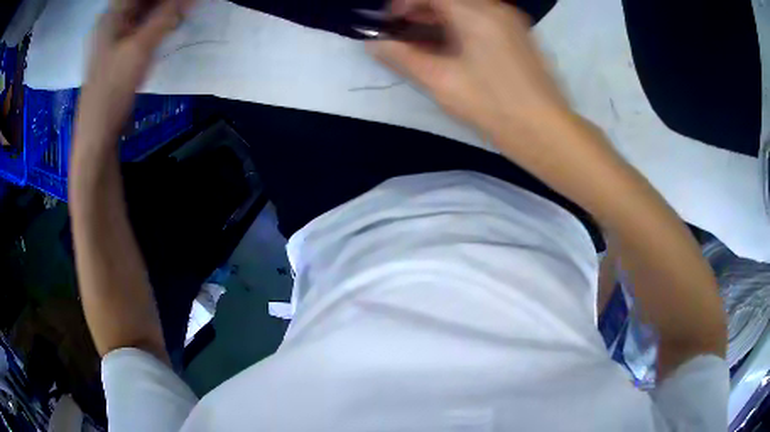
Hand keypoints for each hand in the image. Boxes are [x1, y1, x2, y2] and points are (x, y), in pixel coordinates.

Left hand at [76, 0, 193, 142]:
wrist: (98, 132)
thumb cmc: (112, 89)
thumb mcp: (140, 48)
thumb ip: (167, 16)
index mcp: (112, 14)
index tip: (182, 0)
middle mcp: (112, 20)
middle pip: (142, 0)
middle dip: (165, 1)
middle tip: (185, 5)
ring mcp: (115, 35)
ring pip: (143, 10)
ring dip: (164, 8)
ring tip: (182, 11)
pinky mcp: (119, 49)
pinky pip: (142, 24)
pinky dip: (157, 21)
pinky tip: (170, 24)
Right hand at [368, 0, 569, 136]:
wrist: (544, 130)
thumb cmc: (492, 105)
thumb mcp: (440, 80)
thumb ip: (401, 57)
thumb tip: (373, 43)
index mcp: (476, 12)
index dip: (404, 2)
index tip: (390, 22)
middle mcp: (495, 8)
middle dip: (420, 9)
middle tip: (403, 32)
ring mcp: (511, 21)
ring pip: (466, 6)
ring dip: (439, 17)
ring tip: (422, 41)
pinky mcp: (518, 35)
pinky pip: (482, 18)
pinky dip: (460, 24)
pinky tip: (452, 46)